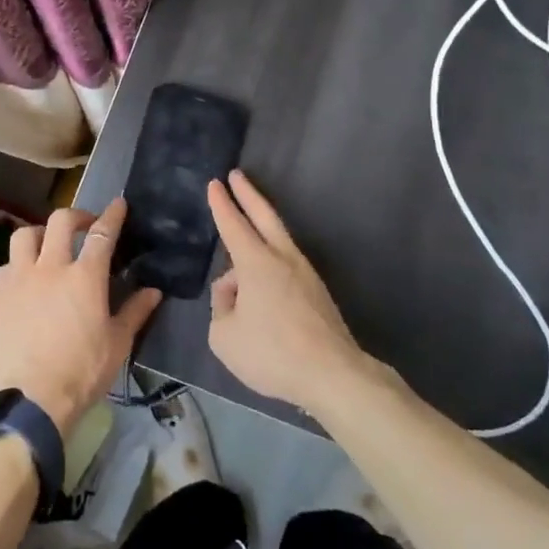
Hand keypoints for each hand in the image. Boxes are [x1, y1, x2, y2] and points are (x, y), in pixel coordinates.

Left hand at [0, 198, 162, 435]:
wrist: (30, 401)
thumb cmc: (81, 372)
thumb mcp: (117, 344)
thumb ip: (135, 312)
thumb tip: (154, 292)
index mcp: (85, 277)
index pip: (102, 233)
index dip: (112, 215)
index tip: (118, 204)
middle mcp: (50, 267)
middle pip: (60, 221)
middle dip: (76, 216)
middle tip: (84, 226)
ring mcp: (19, 280)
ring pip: (24, 236)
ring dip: (40, 234)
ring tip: (47, 246)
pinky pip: (6, 266)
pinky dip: (18, 265)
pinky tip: (24, 280)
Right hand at [206, 171, 367, 410]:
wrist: (332, 373)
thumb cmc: (272, 352)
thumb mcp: (224, 335)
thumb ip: (221, 308)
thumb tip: (234, 294)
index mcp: (255, 262)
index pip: (233, 224)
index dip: (221, 204)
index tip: (216, 183)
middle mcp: (282, 258)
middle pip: (264, 216)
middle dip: (248, 194)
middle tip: (237, 175)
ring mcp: (304, 274)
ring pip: (278, 241)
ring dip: (260, 230)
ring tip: (242, 243)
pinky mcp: (317, 293)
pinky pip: (285, 267)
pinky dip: (270, 262)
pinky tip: (262, 283)